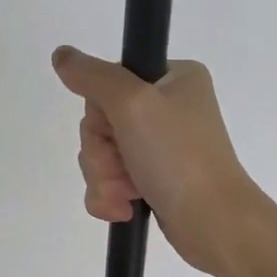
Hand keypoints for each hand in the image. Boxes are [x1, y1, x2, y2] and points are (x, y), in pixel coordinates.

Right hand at [54, 45, 276, 276]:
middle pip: (102, 121)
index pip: (110, 81)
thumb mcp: (132, 104)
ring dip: (105, 177)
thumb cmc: (178, 157)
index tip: (117, 127)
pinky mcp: (155, 180)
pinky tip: (125, 209)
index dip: (101, 111)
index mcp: (174, 78)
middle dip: (102, 151)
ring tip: (128, 194)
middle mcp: (170, 107)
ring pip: (102, 154)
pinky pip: (111, 181)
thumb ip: (93, 76)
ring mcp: (162, 146)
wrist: (213, 222)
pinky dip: (111, 196)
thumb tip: (62, 54)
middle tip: (124, 165)